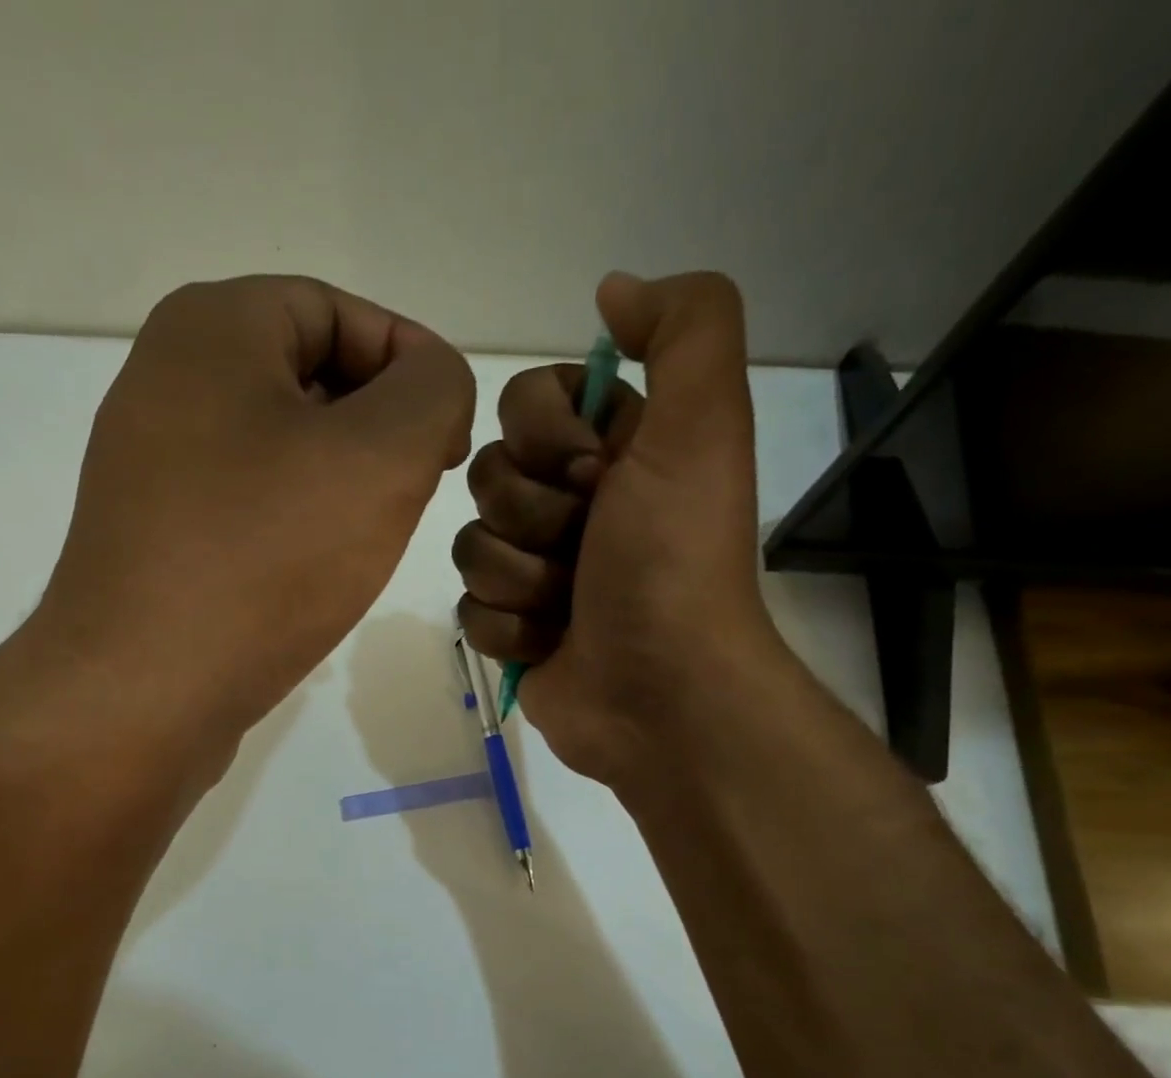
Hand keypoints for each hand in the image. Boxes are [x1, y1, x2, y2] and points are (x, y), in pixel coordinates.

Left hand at [32, 275, 474, 748]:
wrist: (142, 691)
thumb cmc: (265, 559)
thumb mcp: (381, 458)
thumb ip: (433, 393)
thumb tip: (431, 385)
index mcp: (211, 328)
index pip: (341, 312)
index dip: (412, 366)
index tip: (451, 441)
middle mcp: (166, 380)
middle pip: (308, 378)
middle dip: (377, 430)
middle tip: (414, 494)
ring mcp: (150, 464)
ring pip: (278, 447)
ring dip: (337, 482)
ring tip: (366, 539)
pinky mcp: (152, 535)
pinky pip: (245, 504)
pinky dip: (292, 523)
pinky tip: (312, 573)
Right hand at [453, 271, 783, 787]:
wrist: (660, 693)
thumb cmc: (672, 562)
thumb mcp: (703, 427)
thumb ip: (684, 330)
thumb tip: (612, 291)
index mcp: (615, 449)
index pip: (525, 402)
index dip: (543, 436)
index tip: (590, 472)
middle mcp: (572, 502)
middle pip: (488, 475)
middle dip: (533, 517)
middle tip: (587, 548)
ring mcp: (536, 568)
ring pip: (469, 544)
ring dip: (521, 579)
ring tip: (570, 607)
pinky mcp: (511, 626)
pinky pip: (468, 606)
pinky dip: (509, 628)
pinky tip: (551, 644)